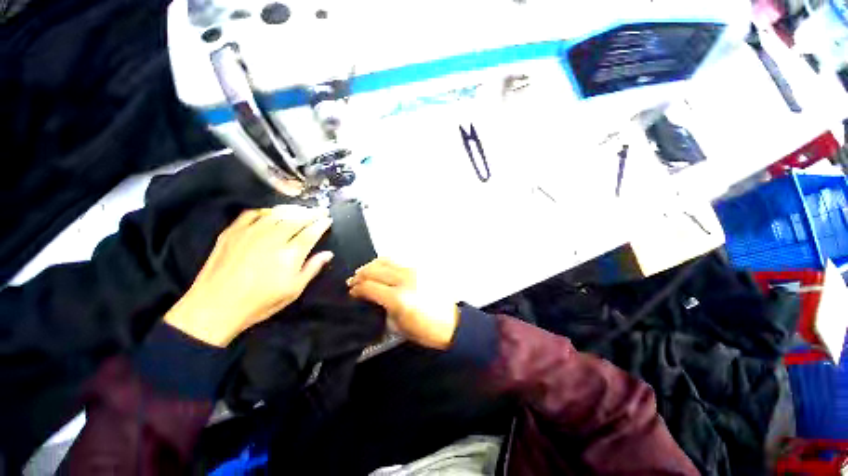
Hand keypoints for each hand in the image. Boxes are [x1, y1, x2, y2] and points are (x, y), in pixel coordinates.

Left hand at [165, 205, 333, 346]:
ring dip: (292, 209)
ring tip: (301, 209)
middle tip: (319, 210)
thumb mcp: (293, 290)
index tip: (328, 219)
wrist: (214, 307)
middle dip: (311, 213)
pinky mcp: (233, 232)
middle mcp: (273, 238)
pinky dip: (265, 211)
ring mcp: (251, 232)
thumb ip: (312, 269)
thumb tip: (328, 254)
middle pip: (297, 219)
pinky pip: (252, 213)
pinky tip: (271, 213)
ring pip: (277, 213)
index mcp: (290, 253)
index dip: (322, 224)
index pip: (311, 232)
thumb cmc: (260, 302)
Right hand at [347, 258, 458, 349]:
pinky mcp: (420, 269)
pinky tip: (382, 269)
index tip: (351, 292)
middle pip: (375, 270)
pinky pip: (398, 261)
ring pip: (386, 260)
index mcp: (398, 298)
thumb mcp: (399, 326)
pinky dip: (385, 263)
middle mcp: (404, 280)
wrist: (452, 323)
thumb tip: (371, 298)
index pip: (370, 287)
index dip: (357, 289)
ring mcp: (413, 271)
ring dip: (371, 266)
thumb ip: (383, 308)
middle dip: (360, 275)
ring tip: (365, 273)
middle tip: (353, 281)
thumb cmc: (425, 331)